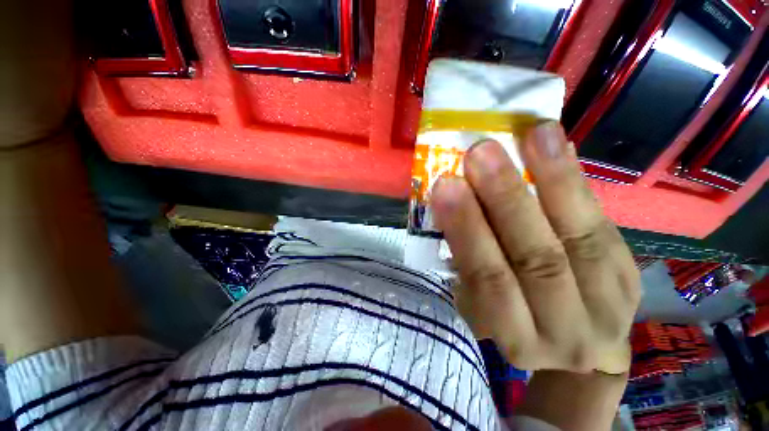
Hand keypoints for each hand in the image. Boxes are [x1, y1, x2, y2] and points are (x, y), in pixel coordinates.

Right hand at [432, 123, 640, 373]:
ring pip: (582, 239)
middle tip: (480, 153)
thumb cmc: (514, 324)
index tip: (445, 186)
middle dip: (504, 201)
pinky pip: (605, 226)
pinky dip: (579, 185)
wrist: (579, 356)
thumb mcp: (479, 309)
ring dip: (554, 182)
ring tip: (533, 136)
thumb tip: (452, 211)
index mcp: (516, 337)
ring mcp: (610, 305)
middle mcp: (566, 329)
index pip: (488, 280)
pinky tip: (561, 147)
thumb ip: (468, 264)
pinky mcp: (631, 277)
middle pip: (536, 259)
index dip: (467, 231)